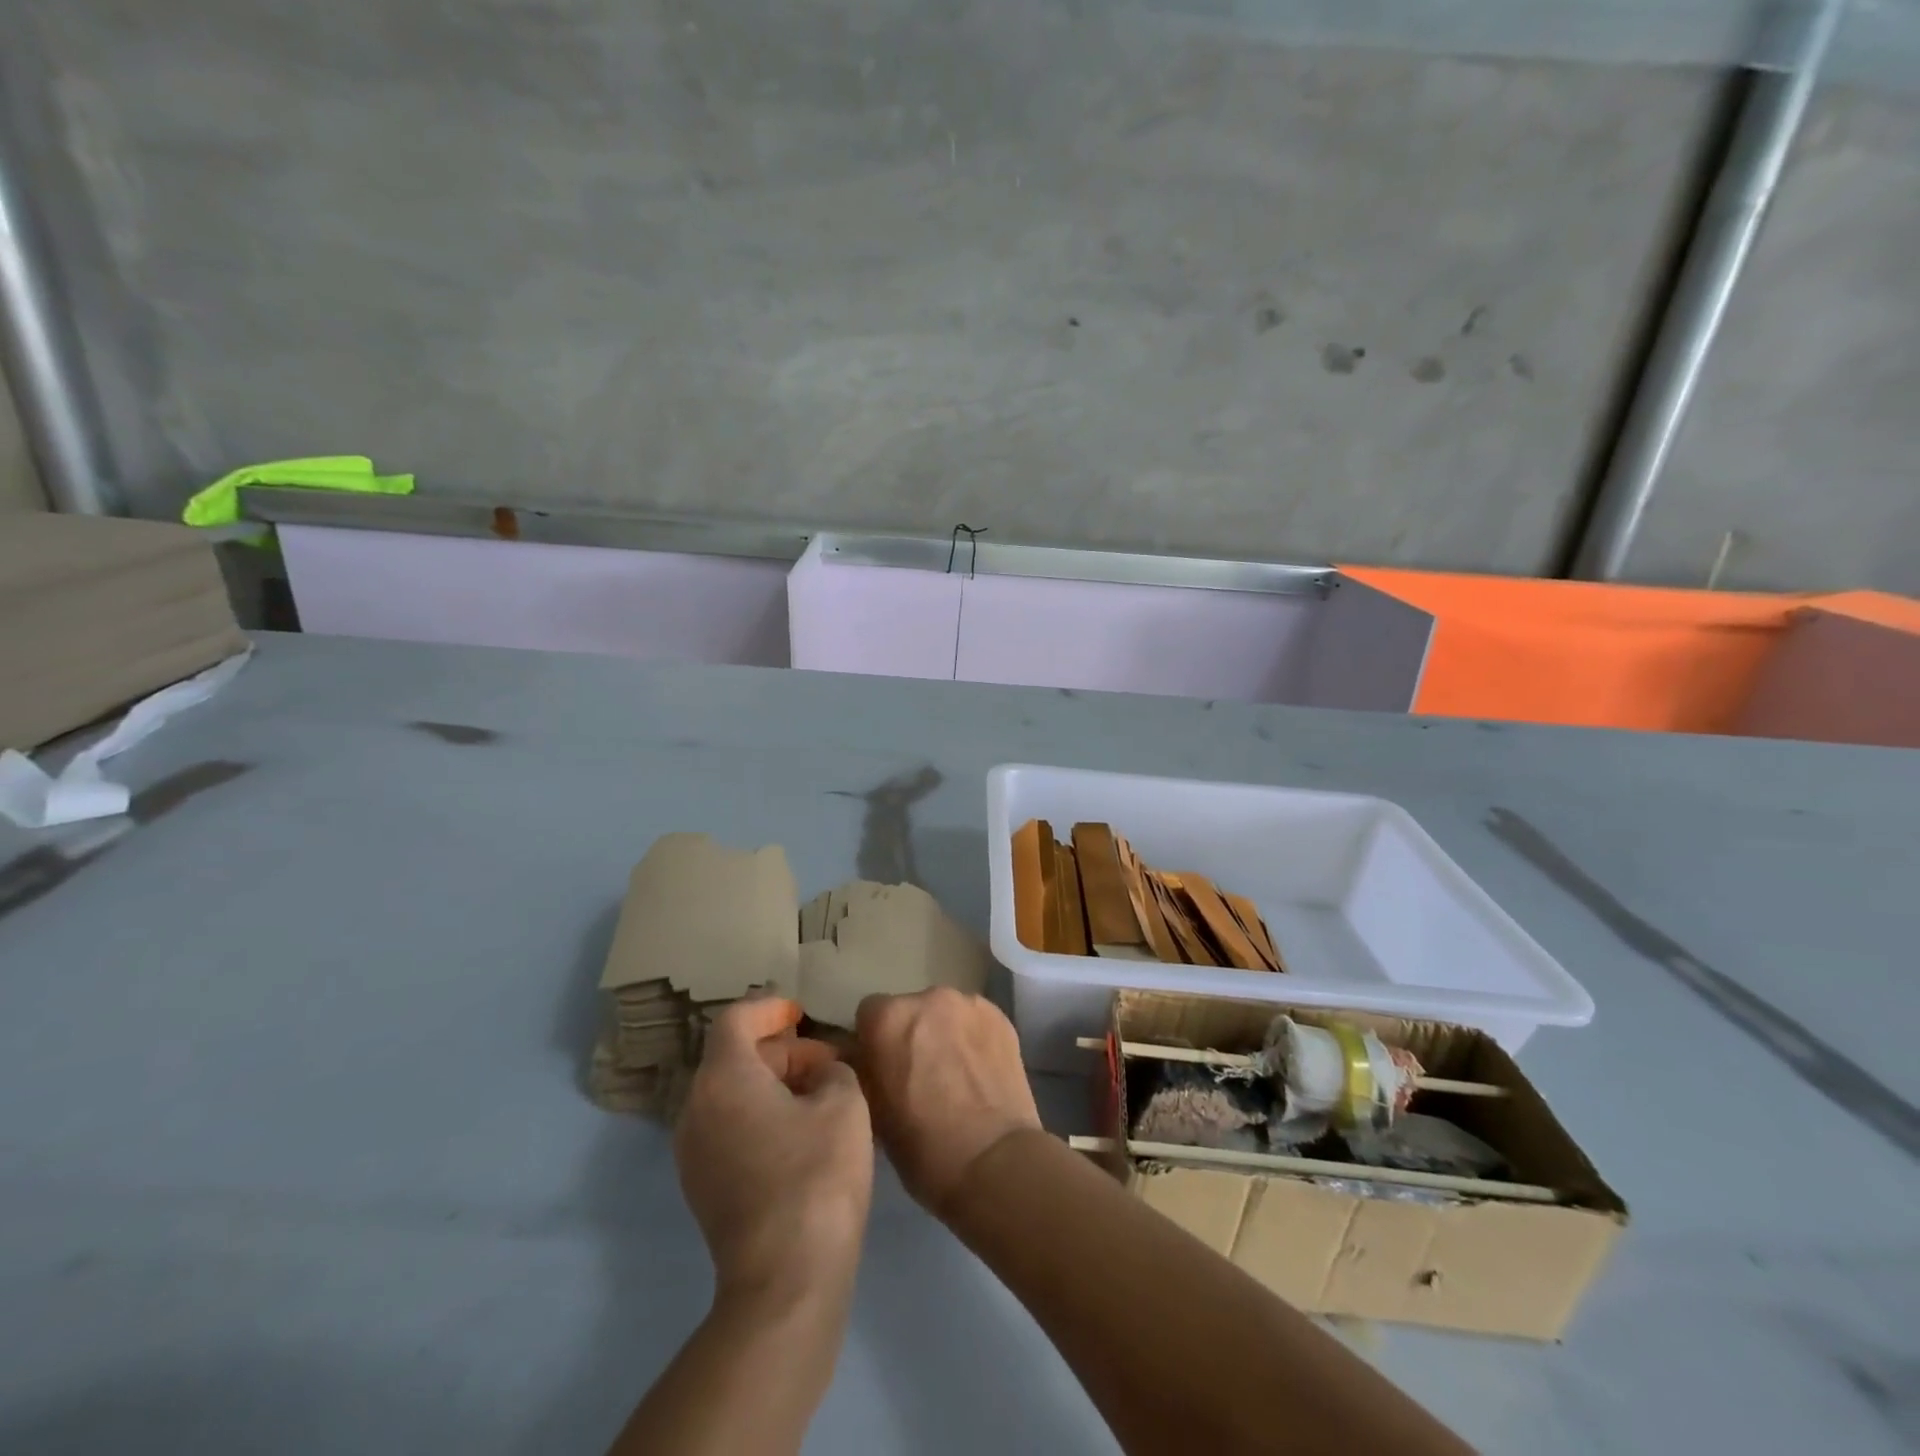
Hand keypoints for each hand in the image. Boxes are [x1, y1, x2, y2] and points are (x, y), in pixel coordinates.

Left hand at [674, 997, 873, 1304]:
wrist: (785, 1280)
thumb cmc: (816, 1175)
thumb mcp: (844, 1102)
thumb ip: (833, 1070)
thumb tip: (821, 1076)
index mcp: (723, 1079)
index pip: (735, 1020)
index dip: (769, 1007)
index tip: (802, 1013)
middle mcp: (696, 1110)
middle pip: (734, 1058)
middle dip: (782, 1051)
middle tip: (828, 1062)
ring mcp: (694, 1154)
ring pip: (732, 1095)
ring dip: (774, 1084)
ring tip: (822, 1095)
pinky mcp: (703, 1188)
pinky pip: (730, 1128)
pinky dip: (762, 1115)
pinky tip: (803, 1133)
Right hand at [853, 988, 1040, 1212]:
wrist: (994, 1162)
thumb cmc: (923, 1146)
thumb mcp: (872, 1112)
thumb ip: (861, 1070)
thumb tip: (857, 1056)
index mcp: (888, 1018)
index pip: (868, 1014)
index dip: (874, 1042)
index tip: (883, 1069)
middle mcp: (928, 997)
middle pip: (910, 1009)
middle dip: (910, 1034)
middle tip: (919, 1075)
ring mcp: (969, 1003)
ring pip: (944, 1013)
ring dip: (942, 1033)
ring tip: (954, 1075)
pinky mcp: (1001, 1016)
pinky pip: (974, 1021)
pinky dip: (972, 1038)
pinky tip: (979, 1071)